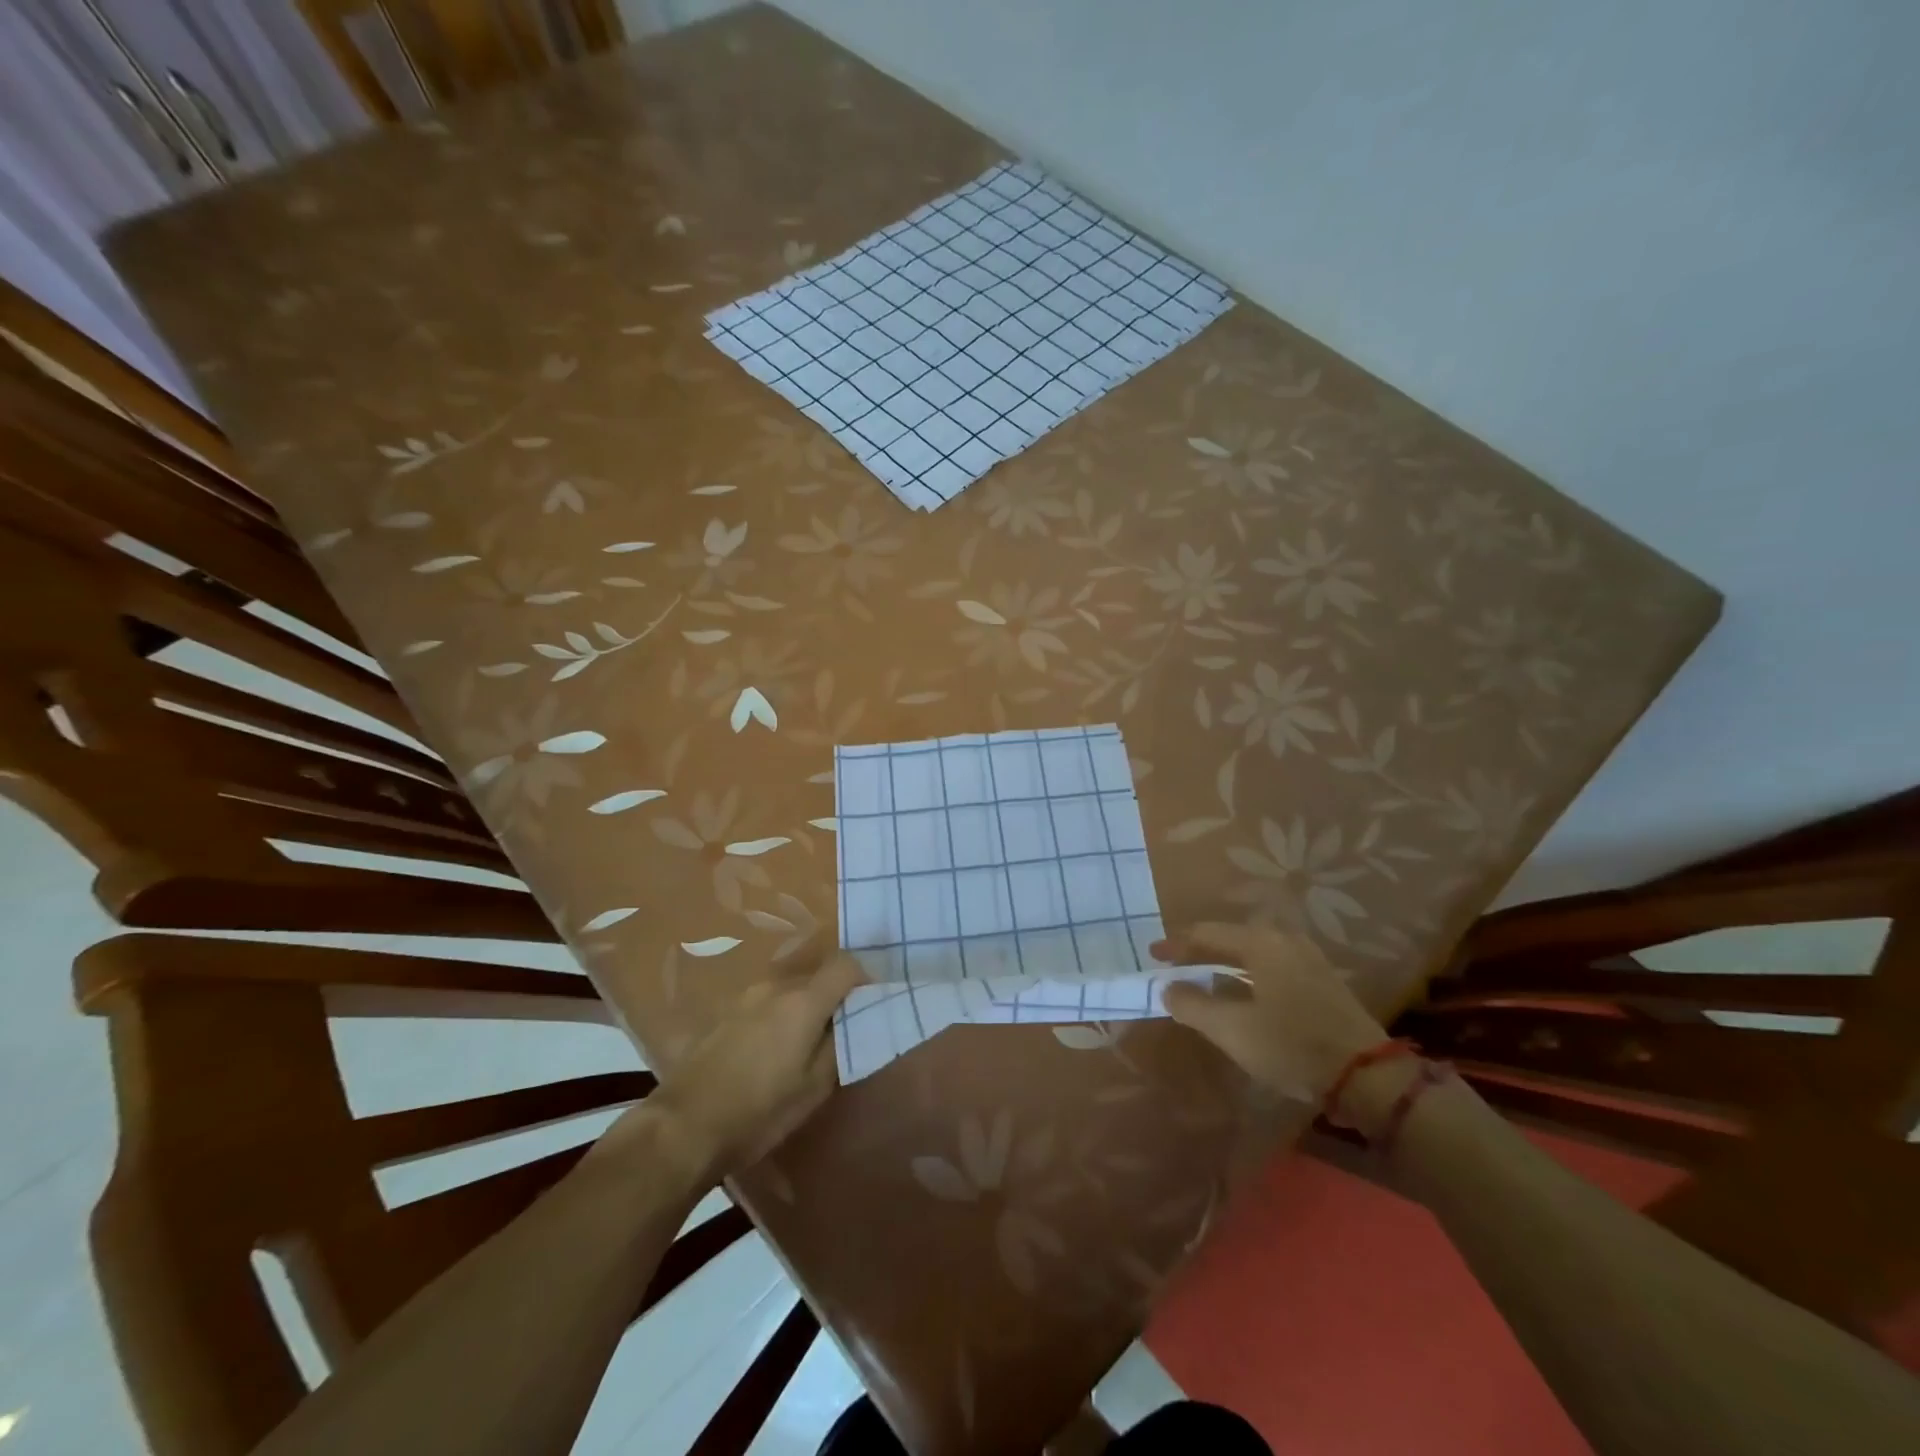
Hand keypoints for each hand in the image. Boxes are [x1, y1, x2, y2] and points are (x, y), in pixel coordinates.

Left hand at [651, 944, 864, 1177]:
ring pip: (790, 989)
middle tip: (842, 1032)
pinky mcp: (724, 1013)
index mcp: (803, 1000)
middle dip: (836, 996)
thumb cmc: (759, 1111)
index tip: (872, 1003)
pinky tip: (772, 1052)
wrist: (682, 1126)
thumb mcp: (815, 1088)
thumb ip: (841, 1044)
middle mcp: (775, 986)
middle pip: (818, 976)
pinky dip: (780, 1016)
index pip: (846, 964)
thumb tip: (858, 1019)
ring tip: (805, 1046)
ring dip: (806, 1007)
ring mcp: (746, 996)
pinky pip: (766, 1003)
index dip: (865, 978)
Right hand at [1153, 922, 1387, 1101]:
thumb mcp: (1231, 1029)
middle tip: (1178, 964)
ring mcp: (1308, 958)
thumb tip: (1168, 988)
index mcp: (1260, 943)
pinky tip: (1244, 991)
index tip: (1153, 954)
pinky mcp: (1323, 980)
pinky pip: (1273, 964)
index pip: (1206, 933)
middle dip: (1202, 949)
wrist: (1368, 1076)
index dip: (1176, 943)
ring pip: (1254, 950)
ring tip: (1206, 976)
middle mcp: (1285, 940)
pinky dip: (1249, 972)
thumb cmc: (1291, 1045)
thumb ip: (1193, 1005)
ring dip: (1226, 961)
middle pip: (1232, 936)